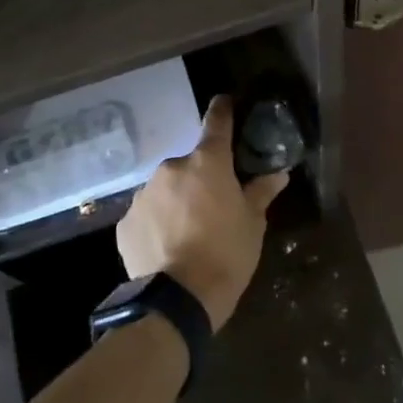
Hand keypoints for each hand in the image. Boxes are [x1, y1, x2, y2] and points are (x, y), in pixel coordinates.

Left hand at [116, 96, 288, 331]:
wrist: (177, 300)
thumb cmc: (226, 255)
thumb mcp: (253, 224)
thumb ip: (261, 192)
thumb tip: (278, 172)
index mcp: (206, 163)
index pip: (216, 122)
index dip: (223, 110)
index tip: (225, 101)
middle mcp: (171, 168)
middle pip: (190, 164)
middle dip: (201, 178)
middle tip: (213, 205)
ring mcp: (144, 194)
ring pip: (166, 189)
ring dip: (177, 200)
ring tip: (188, 232)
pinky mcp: (125, 222)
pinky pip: (147, 214)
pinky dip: (157, 223)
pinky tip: (167, 247)